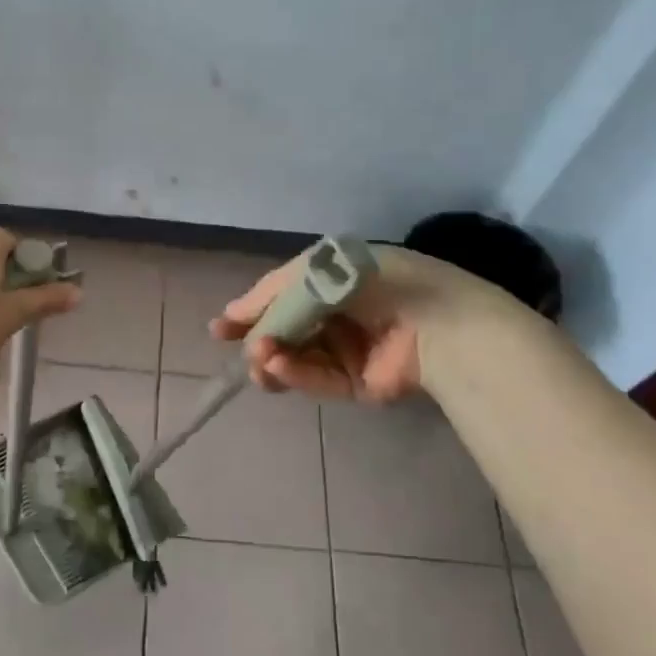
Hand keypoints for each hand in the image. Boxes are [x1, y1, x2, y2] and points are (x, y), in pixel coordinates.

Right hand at [211, 244, 484, 402]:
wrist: (435, 320)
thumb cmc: (373, 281)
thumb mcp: (316, 270)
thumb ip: (272, 292)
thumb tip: (232, 316)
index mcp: (331, 282)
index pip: (281, 298)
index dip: (250, 312)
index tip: (221, 329)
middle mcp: (336, 316)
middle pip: (285, 332)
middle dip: (258, 339)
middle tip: (241, 345)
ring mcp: (346, 352)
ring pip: (295, 359)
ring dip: (272, 358)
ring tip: (261, 359)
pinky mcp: (355, 384)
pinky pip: (316, 378)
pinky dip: (294, 373)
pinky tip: (277, 366)